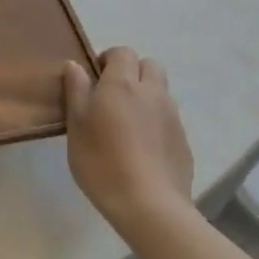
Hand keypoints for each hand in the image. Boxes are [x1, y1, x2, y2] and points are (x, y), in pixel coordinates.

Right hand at [62, 48, 194, 234]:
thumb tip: (75, 65)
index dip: (108, 60)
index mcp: (123, 83)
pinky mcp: (184, 141)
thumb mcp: (76, 124)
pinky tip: (142, 148)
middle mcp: (152, 92)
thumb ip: (76, 90)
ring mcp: (172, 117)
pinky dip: (156, 122)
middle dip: (133, 72)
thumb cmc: (102, 161)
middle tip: (112, 96)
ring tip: (127, 124)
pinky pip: (169, 118)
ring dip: (146, 96)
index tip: (93, 80)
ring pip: (161, 92)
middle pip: (150, 65)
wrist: (149, 205)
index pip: (122, 52)